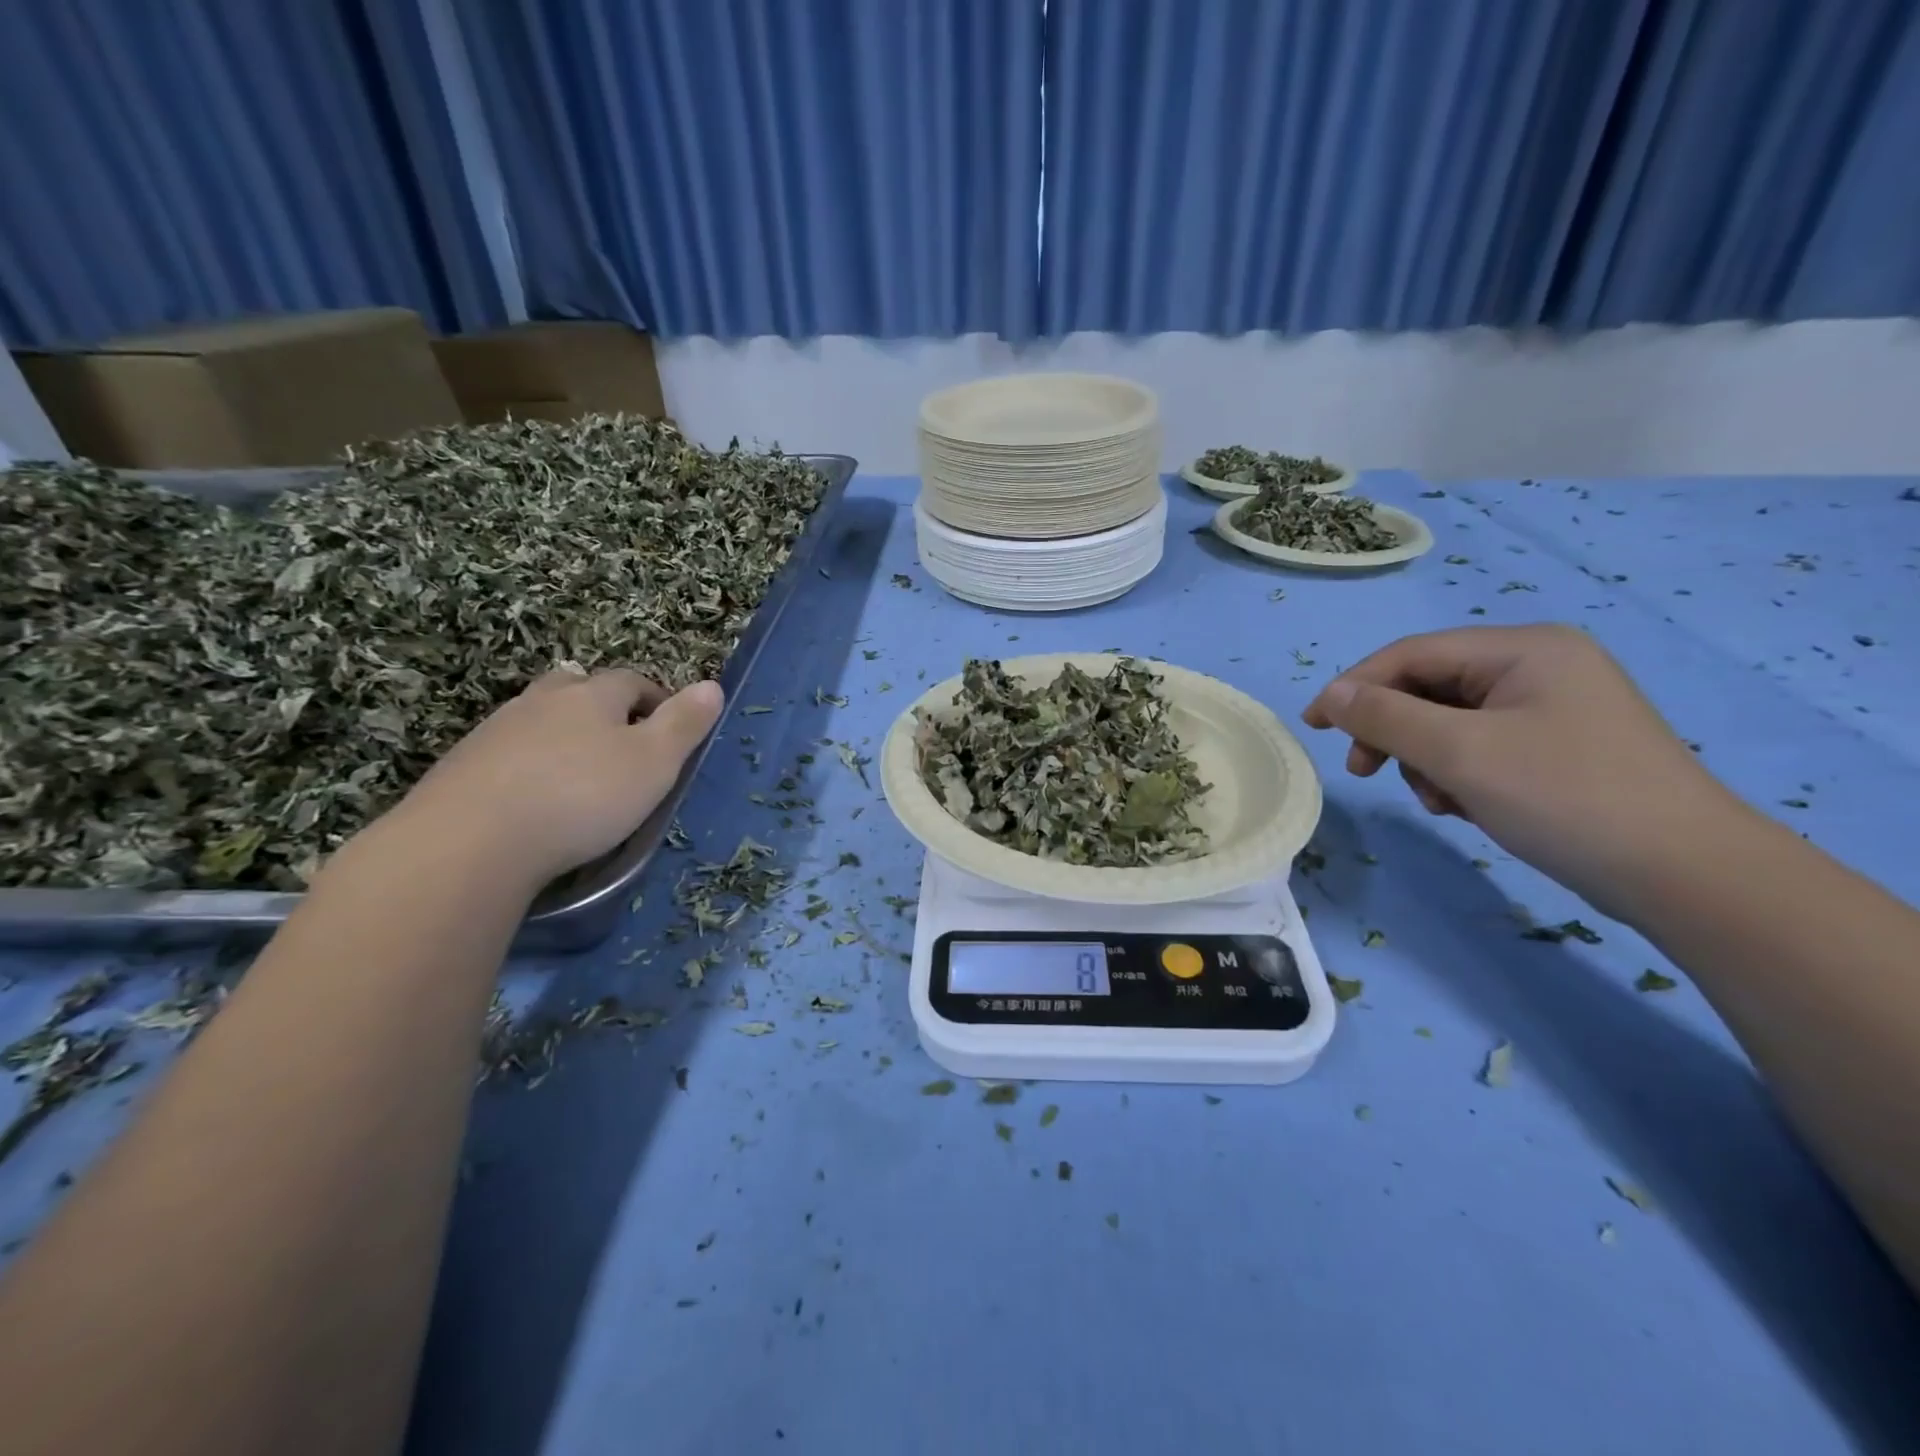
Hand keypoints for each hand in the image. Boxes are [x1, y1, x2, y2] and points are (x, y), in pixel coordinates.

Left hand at [392, 668, 723, 889]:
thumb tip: (712, 686)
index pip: (632, 681)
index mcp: (593, 696)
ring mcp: (496, 731)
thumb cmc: (582, 796)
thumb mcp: (654, 762)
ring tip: (578, 770)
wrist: (470, 841)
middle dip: (602, 705)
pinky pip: (508, 752)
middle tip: (621, 740)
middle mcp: (542, 701)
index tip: (671, 729)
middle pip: (577, 687)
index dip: (656, 699)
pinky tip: (533, 796)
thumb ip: (684, 724)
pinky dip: (528, 763)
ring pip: (539, 717)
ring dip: (562, 733)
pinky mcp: (463, 766)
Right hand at [1301, 625, 1740, 916]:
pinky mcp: (1559, 748)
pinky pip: (1480, 747)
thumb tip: (1330, 695)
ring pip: (1450, 722)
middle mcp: (1539, 667)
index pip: (1411, 654)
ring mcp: (1553, 708)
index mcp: (1524, 649)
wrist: (1687, 875)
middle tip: (1366, 772)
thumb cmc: (1566, 797)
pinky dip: (1458, 774)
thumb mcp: (1460, 753)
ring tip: (1440, 800)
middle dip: (1394, 731)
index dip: (1354, 686)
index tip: (1313, 727)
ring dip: (1426, 759)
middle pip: (1430, 688)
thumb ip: (1385, 717)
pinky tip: (1466, 806)